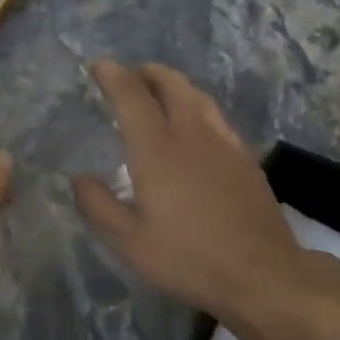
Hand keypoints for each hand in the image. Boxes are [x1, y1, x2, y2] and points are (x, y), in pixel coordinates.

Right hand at [72, 61, 339, 321]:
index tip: (98, 66)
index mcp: (157, 150)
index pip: (132, 97)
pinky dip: (197, 108)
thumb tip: (79, 177)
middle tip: (131, 74)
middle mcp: (192, 135)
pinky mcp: (246, 159)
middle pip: (171, 85)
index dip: (113, 76)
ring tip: (160, 92)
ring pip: (198, 97)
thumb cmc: (187, 258)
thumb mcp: (129, 241)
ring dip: (175, 86)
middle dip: (148, 72)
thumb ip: (98, 205)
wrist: (260, 273)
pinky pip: (216, 118)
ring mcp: (225, 144)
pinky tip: (195, 128)